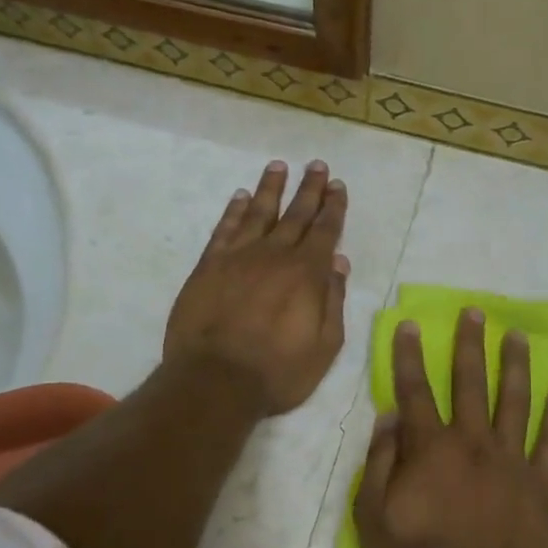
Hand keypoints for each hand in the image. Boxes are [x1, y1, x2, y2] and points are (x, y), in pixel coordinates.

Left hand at [165, 159, 349, 415]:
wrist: (215, 381)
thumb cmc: (278, 371)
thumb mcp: (325, 346)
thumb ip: (333, 300)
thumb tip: (339, 263)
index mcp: (307, 273)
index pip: (326, 230)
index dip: (333, 206)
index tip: (338, 185)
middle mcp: (275, 255)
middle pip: (296, 213)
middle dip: (310, 188)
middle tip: (317, 165)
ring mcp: (239, 257)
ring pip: (259, 212)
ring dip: (271, 188)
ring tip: (279, 166)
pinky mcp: (209, 265)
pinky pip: (225, 228)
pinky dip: (234, 210)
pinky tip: (241, 196)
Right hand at [354, 309, 547, 547]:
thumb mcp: (373, 521)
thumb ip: (379, 464)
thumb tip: (388, 417)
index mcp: (430, 449)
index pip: (415, 390)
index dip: (409, 356)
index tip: (410, 324)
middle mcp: (472, 442)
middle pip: (469, 382)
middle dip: (469, 344)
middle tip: (475, 312)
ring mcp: (511, 462)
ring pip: (513, 401)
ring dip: (514, 365)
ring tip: (517, 336)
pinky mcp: (539, 486)